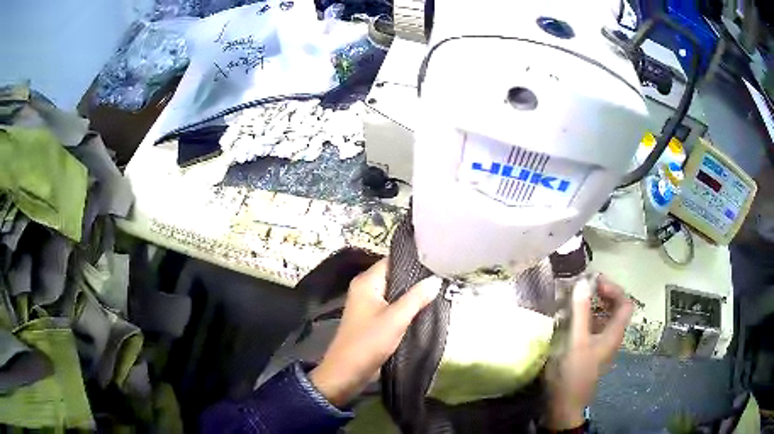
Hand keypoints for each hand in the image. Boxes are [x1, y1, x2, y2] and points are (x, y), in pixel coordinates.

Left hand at [310, 258, 441, 406]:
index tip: (439, 260)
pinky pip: (393, 306)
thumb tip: (436, 279)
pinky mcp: (373, 318)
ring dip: (414, 294)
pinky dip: (407, 306)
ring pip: (396, 292)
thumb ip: (416, 298)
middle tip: (444, 276)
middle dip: (417, 278)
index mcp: (366, 282)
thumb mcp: (395, 319)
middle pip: (395, 275)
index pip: (392, 261)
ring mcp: (369, 304)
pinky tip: (426, 307)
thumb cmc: (368, 342)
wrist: (347, 372)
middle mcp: (366, 288)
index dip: (414, 260)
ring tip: (440, 289)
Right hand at [546, 276, 632, 429]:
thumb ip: (580, 312)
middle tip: (583, 287)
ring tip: (573, 298)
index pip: (625, 303)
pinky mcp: (588, 351)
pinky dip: (583, 317)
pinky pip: (591, 328)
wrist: (564, 405)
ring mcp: (599, 345)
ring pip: (602, 318)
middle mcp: (610, 337)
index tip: (594, 281)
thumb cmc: (573, 373)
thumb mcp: (576, 342)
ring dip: (591, 305)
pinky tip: (567, 318)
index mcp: (614, 333)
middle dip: (602, 294)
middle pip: (615, 309)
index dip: (614, 289)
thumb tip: (583, 282)